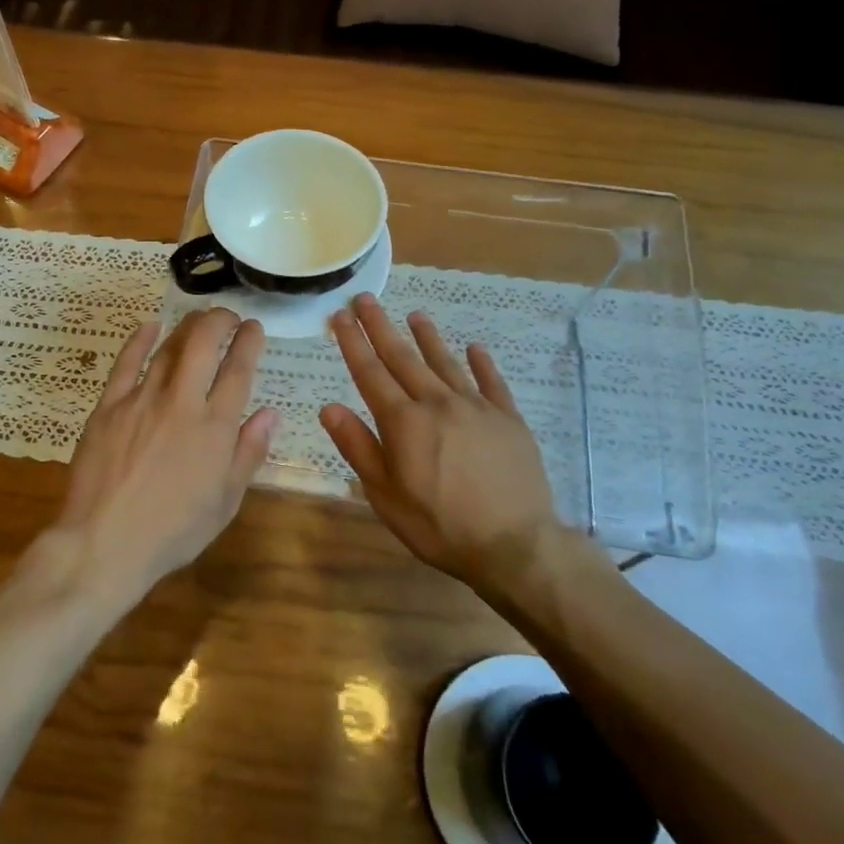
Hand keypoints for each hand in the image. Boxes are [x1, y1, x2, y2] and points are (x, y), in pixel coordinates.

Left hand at [57, 308, 277, 600]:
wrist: (105, 544)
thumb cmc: (173, 531)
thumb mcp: (226, 501)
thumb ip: (249, 452)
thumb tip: (270, 413)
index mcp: (215, 427)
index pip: (239, 369)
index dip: (249, 342)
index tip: (254, 328)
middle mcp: (182, 402)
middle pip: (204, 343)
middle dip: (220, 320)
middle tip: (228, 317)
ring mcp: (142, 400)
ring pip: (169, 347)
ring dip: (188, 327)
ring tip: (198, 319)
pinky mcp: (109, 406)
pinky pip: (126, 362)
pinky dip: (140, 340)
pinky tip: (150, 326)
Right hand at [321, 294, 568, 598]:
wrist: (515, 545)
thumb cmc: (439, 526)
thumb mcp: (385, 495)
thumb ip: (358, 447)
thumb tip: (329, 407)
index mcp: (403, 422)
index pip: (370, 372)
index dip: (353, 342)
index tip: (340, 314)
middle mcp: (437, 403)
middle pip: (403, 358)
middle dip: (381, 327)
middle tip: (366, 298)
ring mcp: (476, 407)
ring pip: (446, 363)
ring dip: (428, 338)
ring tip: (415, 315)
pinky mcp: (508, 419)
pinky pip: (492, 382)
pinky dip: (481, 363)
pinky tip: (475, 348)